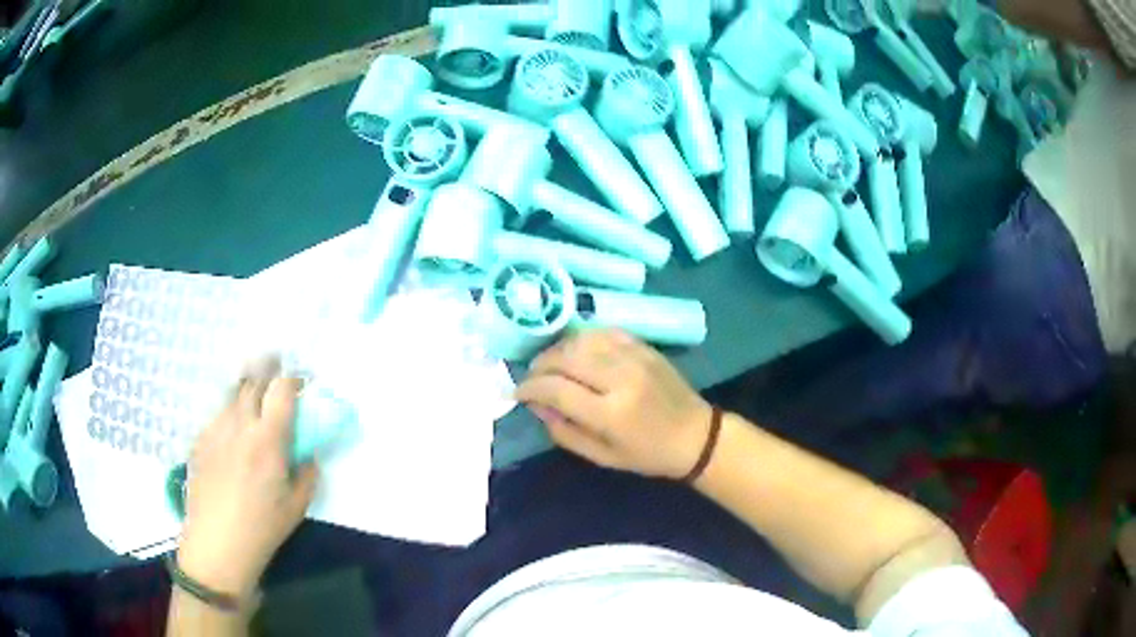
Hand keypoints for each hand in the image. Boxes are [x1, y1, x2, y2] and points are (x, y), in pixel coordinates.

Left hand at [176, 359, 317, 598]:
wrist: (216, 543)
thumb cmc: (262, 528)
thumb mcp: (297, 506)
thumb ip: (307, 473)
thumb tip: (307, 454)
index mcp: (268, 439)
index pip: (281, 389)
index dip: (293, 380)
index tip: (300, 385)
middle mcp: (239, 424)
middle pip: (253, 381)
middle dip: (268, 373)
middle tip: (276, 384)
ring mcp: (215, 428)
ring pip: (232, 395)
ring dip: (247, 394)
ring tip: (253, 409)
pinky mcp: (199, 439)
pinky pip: (217, 416)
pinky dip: (229, 416)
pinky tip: (231, 437)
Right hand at [515, 330, 711, 479]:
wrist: (696, 435)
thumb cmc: (648, 455)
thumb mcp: (602, 456)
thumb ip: (564, 432)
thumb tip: (537, 405)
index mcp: (610, 413)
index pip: (556, 390)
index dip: (530, 389)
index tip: (519, 393)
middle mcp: (620, 378)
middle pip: (564, 358)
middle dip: (539, 366)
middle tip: (532, 378)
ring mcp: (634, 357)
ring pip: (581, 340)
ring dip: (557, 350)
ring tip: (550, 364)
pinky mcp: (644, 346)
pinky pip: (603, 332)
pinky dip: (582, 339)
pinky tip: (576, 351)